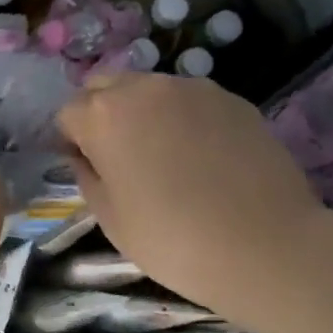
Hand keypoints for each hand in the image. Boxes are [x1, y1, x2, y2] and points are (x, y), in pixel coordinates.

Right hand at [57, 73, 323, 313]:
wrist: (264, 245)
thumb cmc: (171, 239)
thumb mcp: (110, 218)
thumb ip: (87, 176)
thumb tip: (85, 157)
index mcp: (104, 115)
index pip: (68, 113)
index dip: (71, 141)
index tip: (87, 168)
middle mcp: (144, 88)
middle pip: (105, 87)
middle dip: (102, 114)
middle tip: (119, 157)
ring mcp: (193, 88)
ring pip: (150, 89)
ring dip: (143, 113)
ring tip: (165, 156)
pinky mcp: (233, 98)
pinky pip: (191, 101)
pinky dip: (184, 119)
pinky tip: (202, 158)